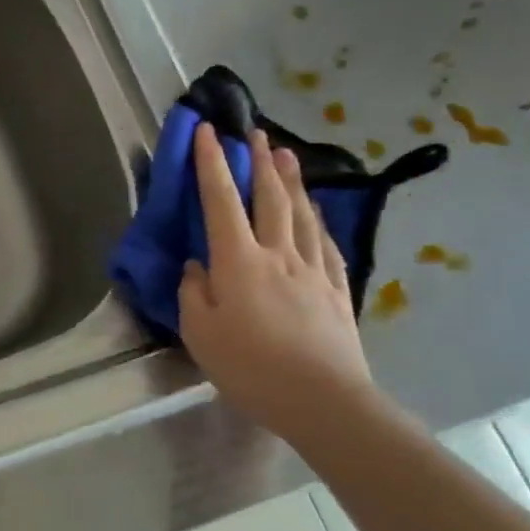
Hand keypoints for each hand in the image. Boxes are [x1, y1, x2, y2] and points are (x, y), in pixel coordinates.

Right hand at [178, 124, 374, 440]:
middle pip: (270, 197)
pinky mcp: (336, 290)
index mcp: (238, 261)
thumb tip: (197, 267)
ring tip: (287, 156)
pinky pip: (325, 244)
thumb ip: (193, 293)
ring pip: (302, 214)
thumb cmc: (250, 367)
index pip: (220, 200)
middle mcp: (278, 254)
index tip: (206, 130)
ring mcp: (313, 270)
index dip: (212, 163)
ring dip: (292, 181)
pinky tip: (316, 214)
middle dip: (260, 161)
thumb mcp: (200, 333)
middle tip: (256, 132)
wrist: (324, 401)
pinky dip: (317, 220)